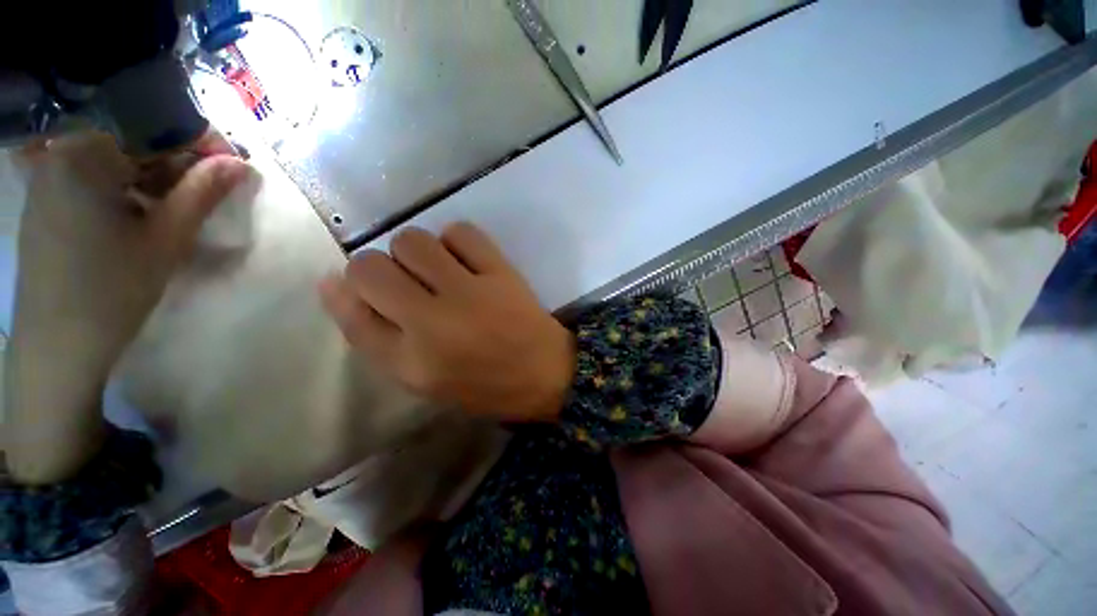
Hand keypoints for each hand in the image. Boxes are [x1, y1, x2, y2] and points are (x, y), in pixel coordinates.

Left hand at [6, 131, 249, 482]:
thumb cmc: (112, 290)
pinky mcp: (46, 198)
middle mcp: (60, 154)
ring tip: (177, 207)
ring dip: (153, 175)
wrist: (57, 344)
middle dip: (176, 159)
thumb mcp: (167, 239)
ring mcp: (49, 176)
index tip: (230, 166)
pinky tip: (142, 214)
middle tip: (208, 189)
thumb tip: (241, 163)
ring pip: (114, 157)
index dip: (198, 142)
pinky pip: (94, 175)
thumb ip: (203, 193)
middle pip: (131, 138)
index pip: (153, 126)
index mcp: (84, 155)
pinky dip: (126, 186)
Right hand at [320, 222, 574, 422]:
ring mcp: (470, 293)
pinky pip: (460, 232)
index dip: (349, 292)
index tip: (363, 289)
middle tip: (408, 283)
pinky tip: (465, 260)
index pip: (350, 310)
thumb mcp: (420, 378)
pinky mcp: (501, 272)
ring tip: (437, 271)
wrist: (544, 372)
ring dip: (414, 252)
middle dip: (378, 270)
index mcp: (410, 362)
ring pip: (411, 240)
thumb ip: (374, 336)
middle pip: (369, 267)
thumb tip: (334, 282)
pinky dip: (455, 240)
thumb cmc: (482, 383)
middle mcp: (432, 323)